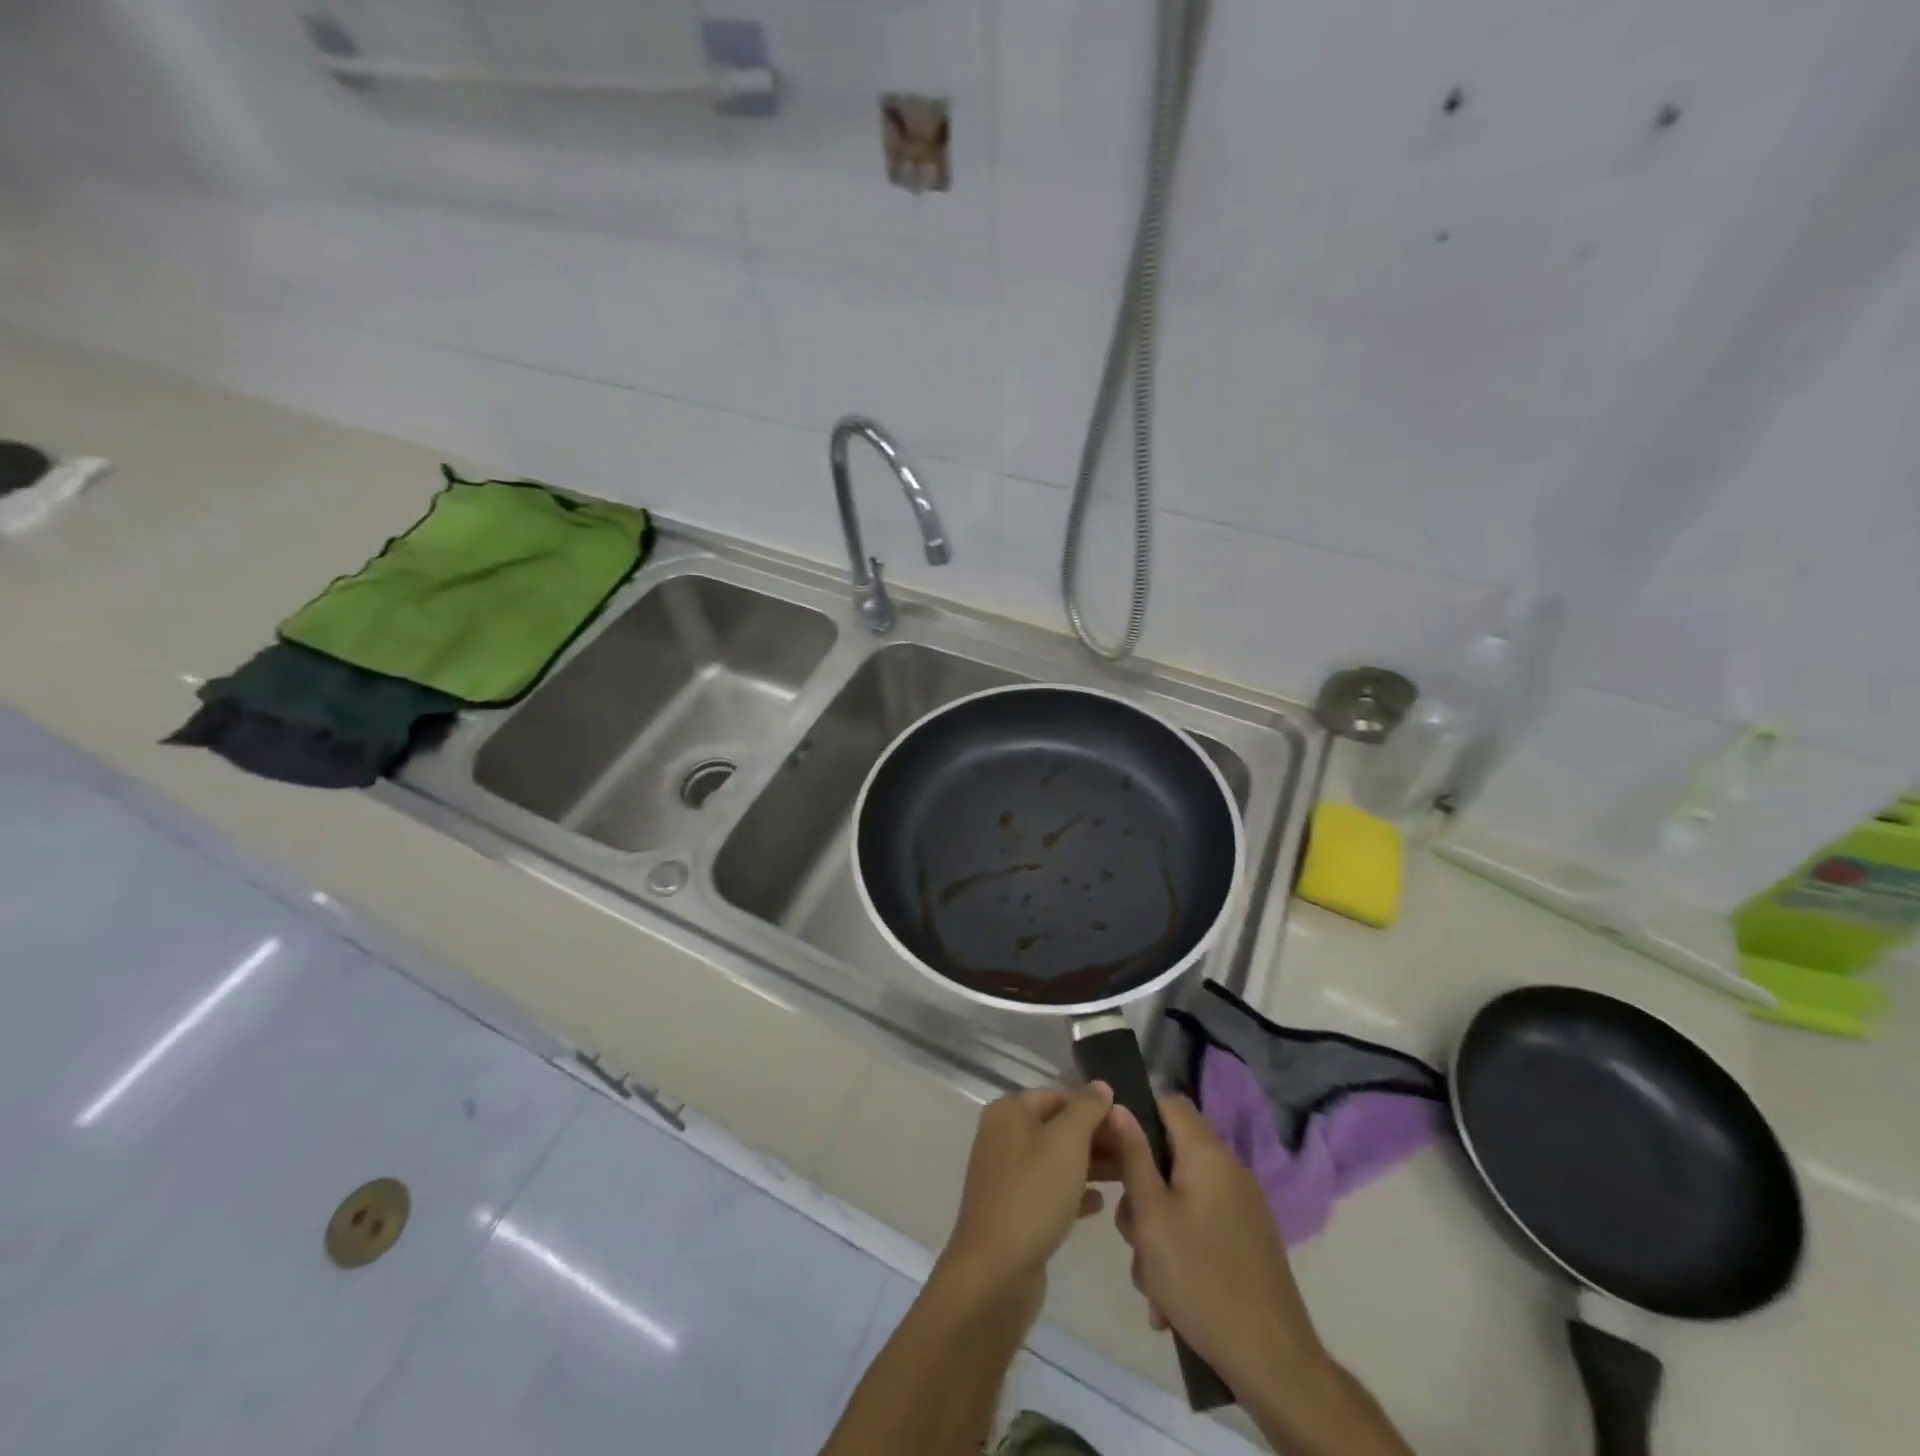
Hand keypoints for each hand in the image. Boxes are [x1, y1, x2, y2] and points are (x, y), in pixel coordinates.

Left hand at [937, 1084, 1117, 1308]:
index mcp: (1009, 1111)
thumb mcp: (1067, 1142)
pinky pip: (1049, 1190)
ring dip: (1090, 1165)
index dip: (1094, 1107)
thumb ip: (1087, 1109)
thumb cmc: (1033, 1194)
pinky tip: (1100, 1204)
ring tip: (1126, 1176)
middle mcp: (1003, 1136)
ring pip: (1056, 1160)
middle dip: (1095, 1138)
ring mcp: (1007, 1174)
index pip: (1058, 1096)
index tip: (1128, 1124)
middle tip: (1133, 1152)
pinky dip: (1074, 1192)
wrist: (995, 1270)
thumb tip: (1100, 1086)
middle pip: (1057, 1127)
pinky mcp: (1013, 1209)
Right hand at [1109, 1095, 1328, 1393]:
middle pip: (1171, 1156)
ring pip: (1182, 1197)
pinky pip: (1202, 1226)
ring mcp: (1243, 1206)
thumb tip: (1120, 1107)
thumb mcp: (1150, 1215)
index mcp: (1207, 1153)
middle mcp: (1229, 1169)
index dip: (1138, 1117)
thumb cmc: (1200, 1277)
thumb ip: (1133, 1156)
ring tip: (1151, 1280)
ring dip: (1158, 1230)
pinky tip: (1171, 1298)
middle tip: (1132, 1232)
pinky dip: (1182, 1250)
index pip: (1169, 1102)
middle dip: (1142, 1191)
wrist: (1272, 1359)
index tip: (1114, 1151)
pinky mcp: (1249, 1239)